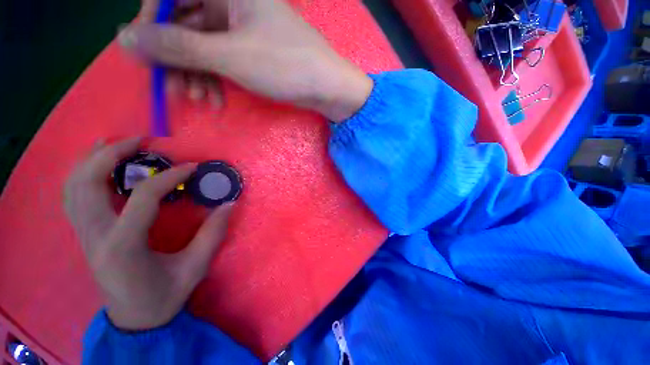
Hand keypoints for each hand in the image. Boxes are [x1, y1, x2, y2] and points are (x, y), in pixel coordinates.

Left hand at [64, 138, 233, 330]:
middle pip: (88, 183)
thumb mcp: (195, 268)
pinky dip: (82, 174)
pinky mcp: (84, 234)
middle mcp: (95, 237)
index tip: (192, 167)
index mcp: (123, 248)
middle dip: (112, 154)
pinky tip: (97, 164)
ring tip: (116, 143)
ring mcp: (84, 235)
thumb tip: (228, 204)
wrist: (134, 319)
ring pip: (73, 187)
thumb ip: (213, 234)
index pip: (142, 198)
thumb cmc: (164, 297)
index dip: (170, 177)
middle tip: (141, 141)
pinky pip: (73, 196)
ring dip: (92, 159)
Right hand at [118, 0, 372, 121]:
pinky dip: (214, 79)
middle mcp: (232, 1)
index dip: (152, 23)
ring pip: (202, 46)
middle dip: (176, 59)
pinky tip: (216, 100)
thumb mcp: (230, 55)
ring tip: (200, 101)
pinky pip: (220, 60)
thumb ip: (178, 46)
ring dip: (195, 75)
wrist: (326, 87)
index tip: (144, 54)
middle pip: (184, 24)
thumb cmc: (286, 66)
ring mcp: (241, 27)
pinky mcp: (250, 50)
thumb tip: (127, 40)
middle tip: (174, 90)